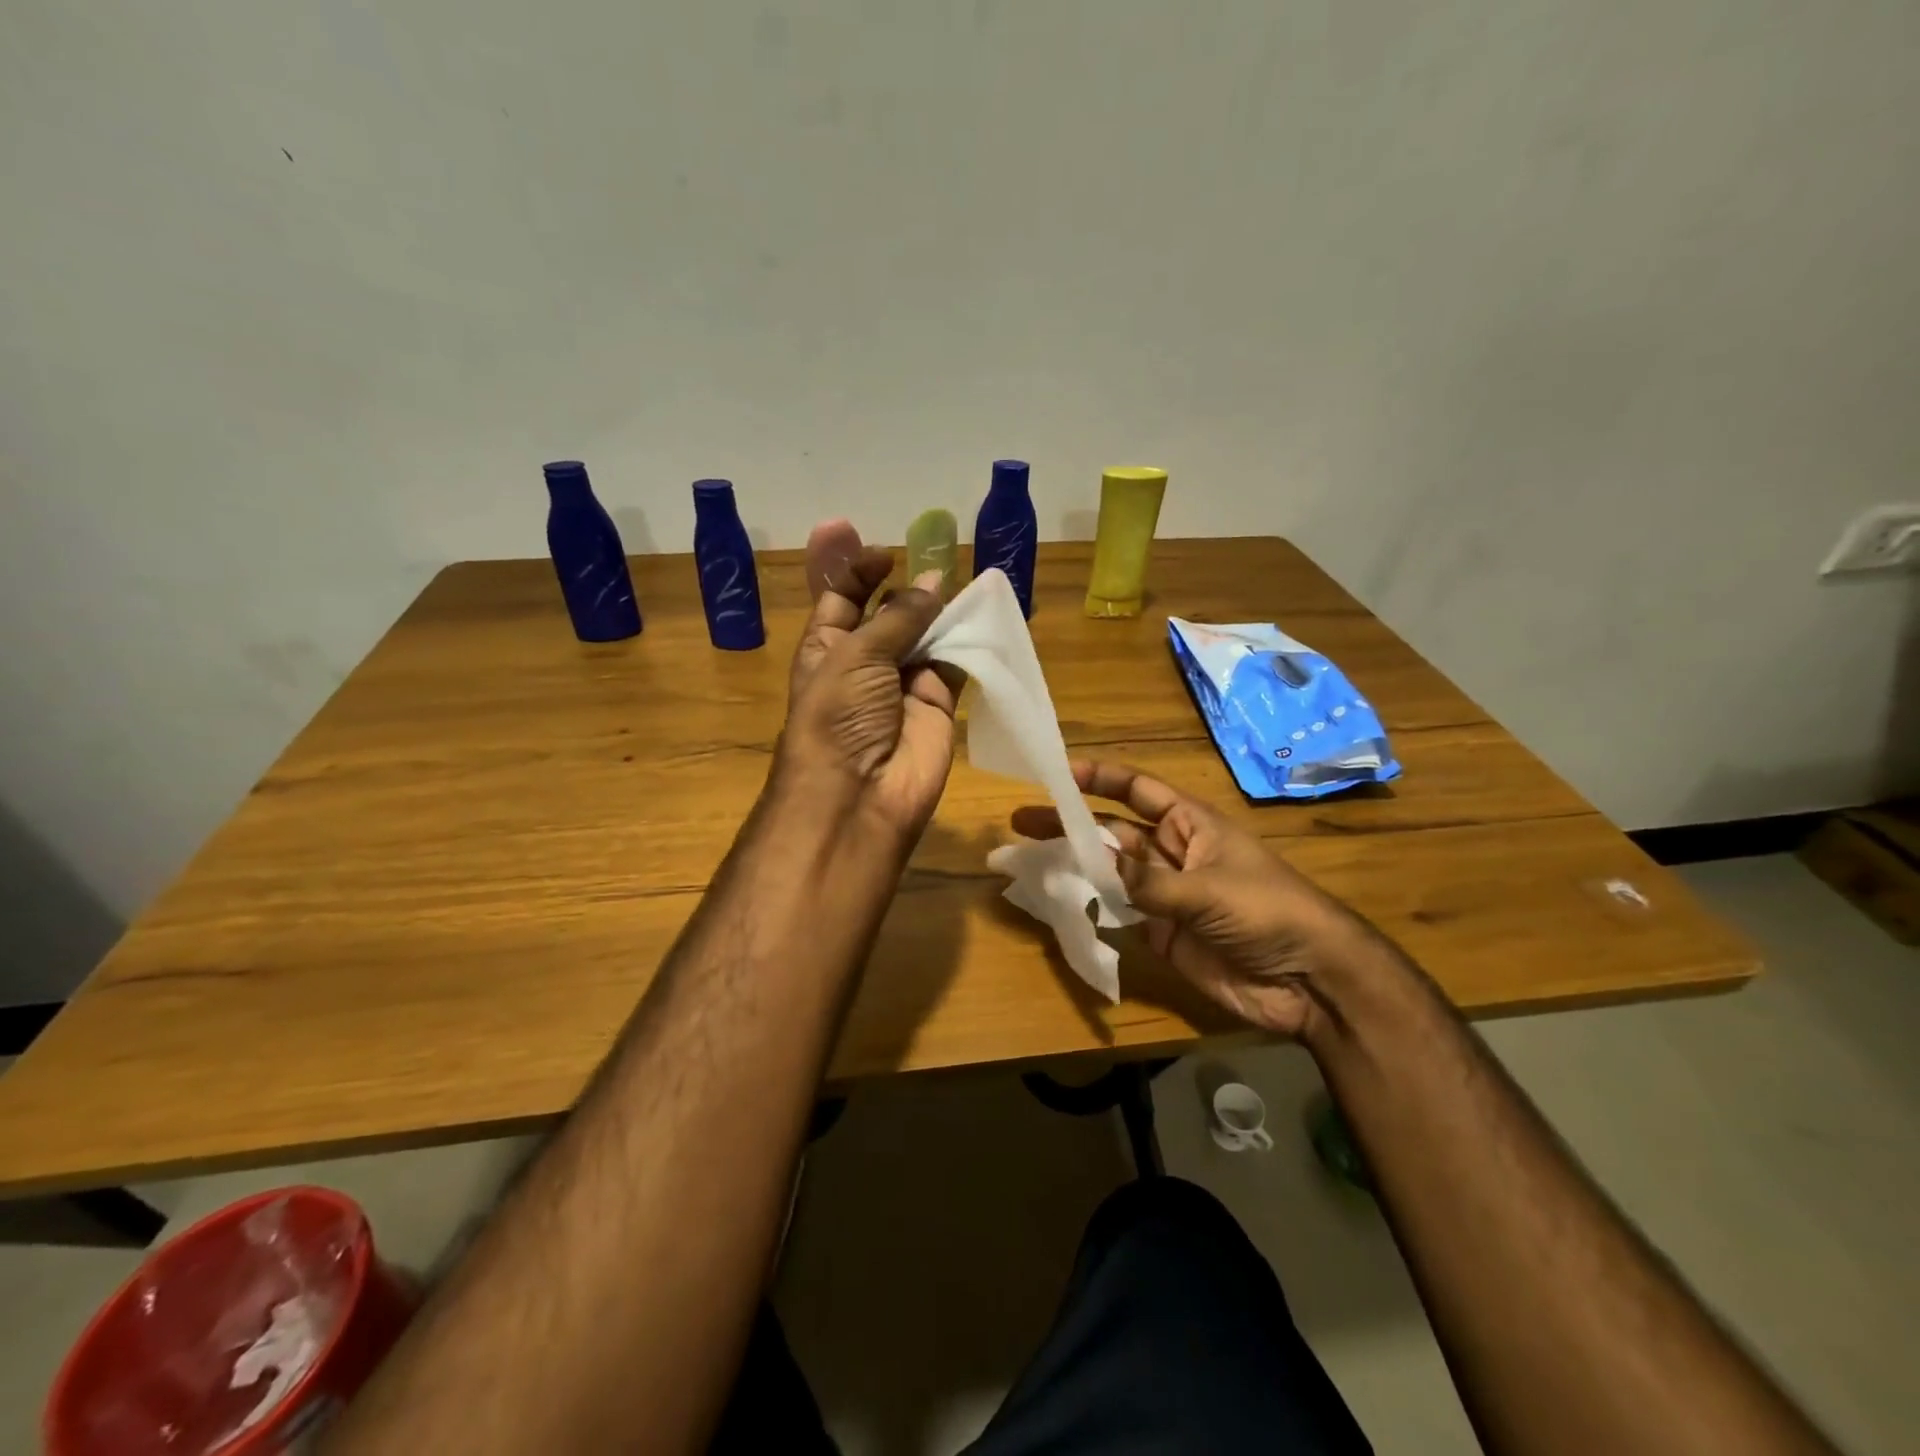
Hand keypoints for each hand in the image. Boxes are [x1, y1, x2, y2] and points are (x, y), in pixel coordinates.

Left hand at [774, 522, 960, 842]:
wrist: (860, 795)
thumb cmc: (838, 716)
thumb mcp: (856, 655)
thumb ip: (898, 617)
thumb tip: (933, 582)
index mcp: (826, 648)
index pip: (842, 599)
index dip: (859, 572)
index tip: (886, 553)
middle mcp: (865, 663)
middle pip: (887, 614)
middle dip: (906, 588)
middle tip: (936, 553)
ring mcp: (903, 683)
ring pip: (926, 635)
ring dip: (940, 610)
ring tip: (962, 576)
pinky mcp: (938, 703)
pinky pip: (955, 662)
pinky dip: (968, 640)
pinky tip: (981, 612)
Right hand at [1012, 761, 1376, 1038]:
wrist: (1310, 979)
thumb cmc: (1269, 911)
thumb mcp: (1209, 890)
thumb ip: (1149, 883)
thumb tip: (1097, 869)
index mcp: (1191, 824)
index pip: (1137, 790)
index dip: (1099, 778)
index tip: (1058, 772)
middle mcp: (1172, 853)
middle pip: (1112, 831)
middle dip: (1070, 823)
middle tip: (1021, 820)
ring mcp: (1164, 894)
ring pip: (1109, 872)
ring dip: (1073, 863)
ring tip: (1026, 858)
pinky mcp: (1161, 933)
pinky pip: (1119, 912)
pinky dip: (1090, 905)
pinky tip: (1057, 899)